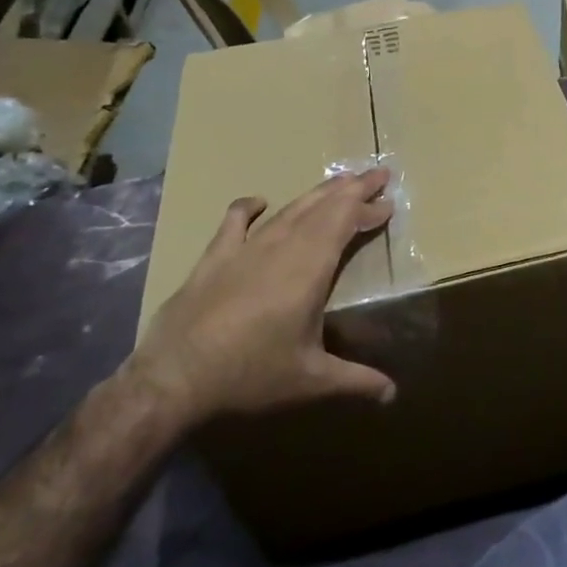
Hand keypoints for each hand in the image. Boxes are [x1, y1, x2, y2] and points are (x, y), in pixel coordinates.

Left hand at [131, 170, 397, 426]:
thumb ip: (356, 381)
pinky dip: (247, 207)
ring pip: (289, 210)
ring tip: (338, 182)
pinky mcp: (214, 259)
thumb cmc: (251, 375)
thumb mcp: (311, 381)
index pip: (346, 223)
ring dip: (317, 194)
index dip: (368, 209)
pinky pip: (233, 223)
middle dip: (353, 188)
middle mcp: (282, 248)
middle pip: (323, 207)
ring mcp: (245, 250)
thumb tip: (393, 394)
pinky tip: (258, 200)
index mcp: (310, 268)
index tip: (389, 201)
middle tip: (377, 173)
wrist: (173, 381)